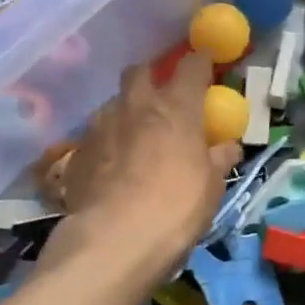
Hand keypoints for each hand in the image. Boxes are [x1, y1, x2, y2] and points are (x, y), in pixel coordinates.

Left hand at [56, 52, 241, 269]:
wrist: (113, 242)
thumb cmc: (176, 207)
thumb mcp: (212, 186)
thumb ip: (219, 158)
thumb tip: (228, 146)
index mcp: (176, 106)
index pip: (192, 65)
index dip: (200, 62)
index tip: (206, 65)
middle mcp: (136, 105)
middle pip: (140, 71)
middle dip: (152, 76)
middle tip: (163, 97)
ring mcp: (101, 126)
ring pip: (114, 103)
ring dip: (126, 111)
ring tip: (135, 136)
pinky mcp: (76, 153)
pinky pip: (96, 136)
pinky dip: (107, 143)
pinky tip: (112, 166)